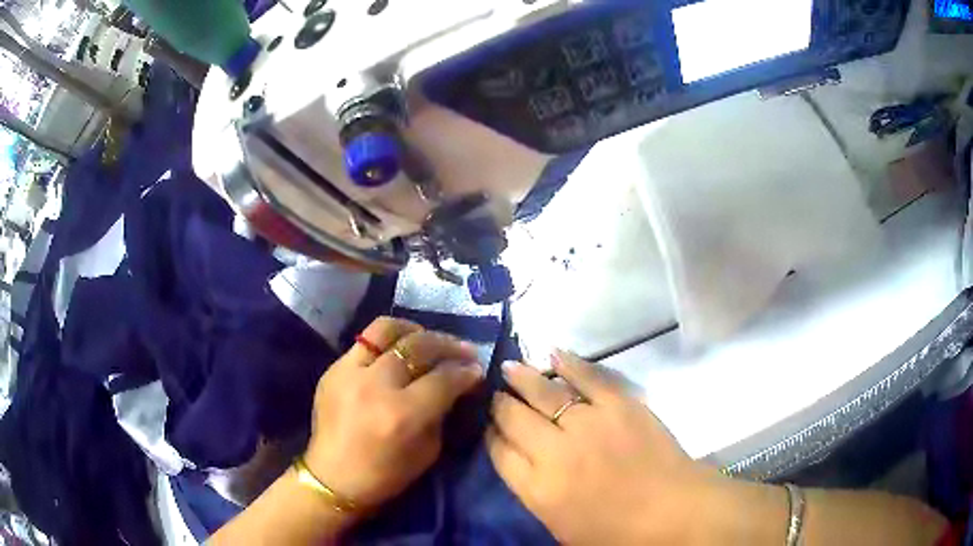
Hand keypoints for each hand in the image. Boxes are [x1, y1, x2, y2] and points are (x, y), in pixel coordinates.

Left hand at [304, 317, 483, 508]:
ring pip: (386, 329)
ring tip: (427, 338)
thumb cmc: (385, 475)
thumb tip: (455, 385)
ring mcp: (349, 372)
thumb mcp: (428, 451)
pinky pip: (364, 342)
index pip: (444, 379)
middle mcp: (375, 385)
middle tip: (464, 351)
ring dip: (414, 330)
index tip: (476, 371)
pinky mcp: (333, 369)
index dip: (466, 372)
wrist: (333, 478)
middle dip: (448, 345)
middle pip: (419, 346)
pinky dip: (387, 343)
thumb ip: (442, 413)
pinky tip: (396, 353)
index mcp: (402, 414)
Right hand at [488, 351, 728, 545]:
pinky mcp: (620, 405)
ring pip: (544, 393)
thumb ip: (535, 492)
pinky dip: (569, 363)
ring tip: (510, 367)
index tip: (489, 425)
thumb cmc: (617, 532)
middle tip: (497, 395)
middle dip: (500, 405)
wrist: (673, 512)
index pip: (499, 452)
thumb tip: (521, 460)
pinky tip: (553, 354)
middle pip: (514, 418)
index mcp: (538, 488)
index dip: (491, 435)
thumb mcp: (561, 526)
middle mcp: (555, 452)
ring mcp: (589, 424)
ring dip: (522, 378)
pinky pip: (588, 378)